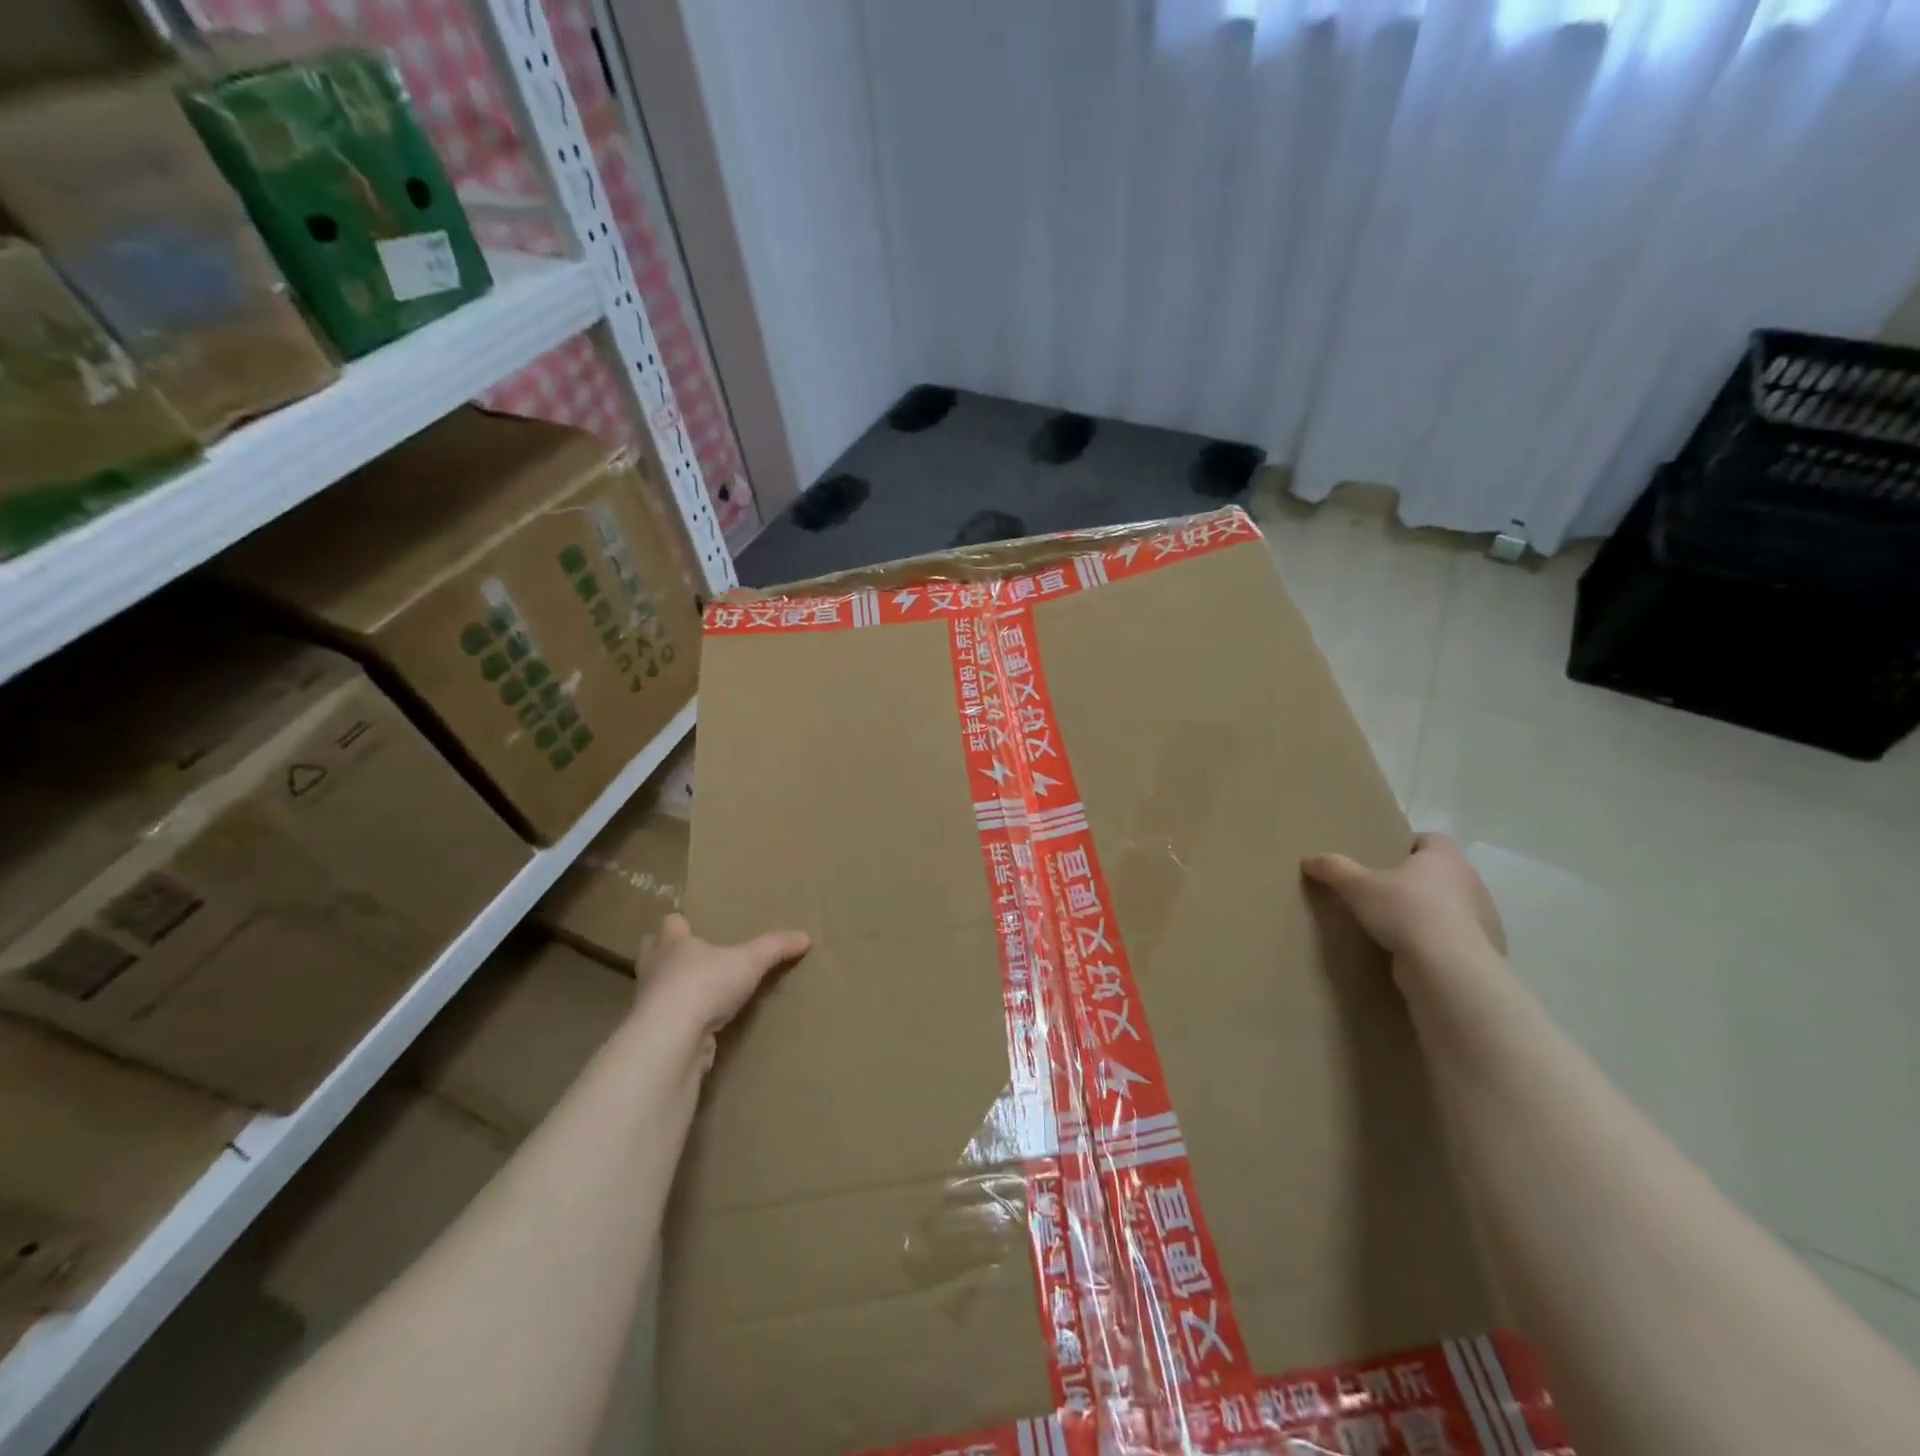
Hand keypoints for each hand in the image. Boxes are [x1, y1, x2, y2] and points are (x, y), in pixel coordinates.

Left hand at [637, 914, 809, 1062]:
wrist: (672, 1039)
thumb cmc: (705, 984)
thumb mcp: (750, 961)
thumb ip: (775, 947)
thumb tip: (806, 937)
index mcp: (672, 943)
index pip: (669, 923)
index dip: (679, 923)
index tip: (689, 923)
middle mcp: (655, 970)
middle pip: (651, 953)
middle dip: (664, 953)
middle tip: (688, 956)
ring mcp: (649, 1005)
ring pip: (656, 989)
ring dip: (671, 990)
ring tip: (698, 993)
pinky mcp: (654, 1036)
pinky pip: (667, 1023)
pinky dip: (680, 1023)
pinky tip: (700, 1027)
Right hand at [1302, 832, 1505, 974]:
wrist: (1448, 968)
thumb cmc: (1406, 911)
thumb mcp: (1358, 886)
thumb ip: (1334, 869)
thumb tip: (1308, 859)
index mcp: (1445, 857)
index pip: (1430, 839)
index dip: (1409, 846)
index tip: (1386, 860)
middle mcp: (1470, 881)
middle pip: (1441, 873)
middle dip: (1416, 882)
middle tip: (1383, 893)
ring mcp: (1483, 918)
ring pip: (1451, 906)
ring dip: (1429, 913)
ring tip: (1397, 926)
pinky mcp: (1484, 950)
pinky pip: (1456, 938)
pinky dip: (1438, 942)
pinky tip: (1414, 953)